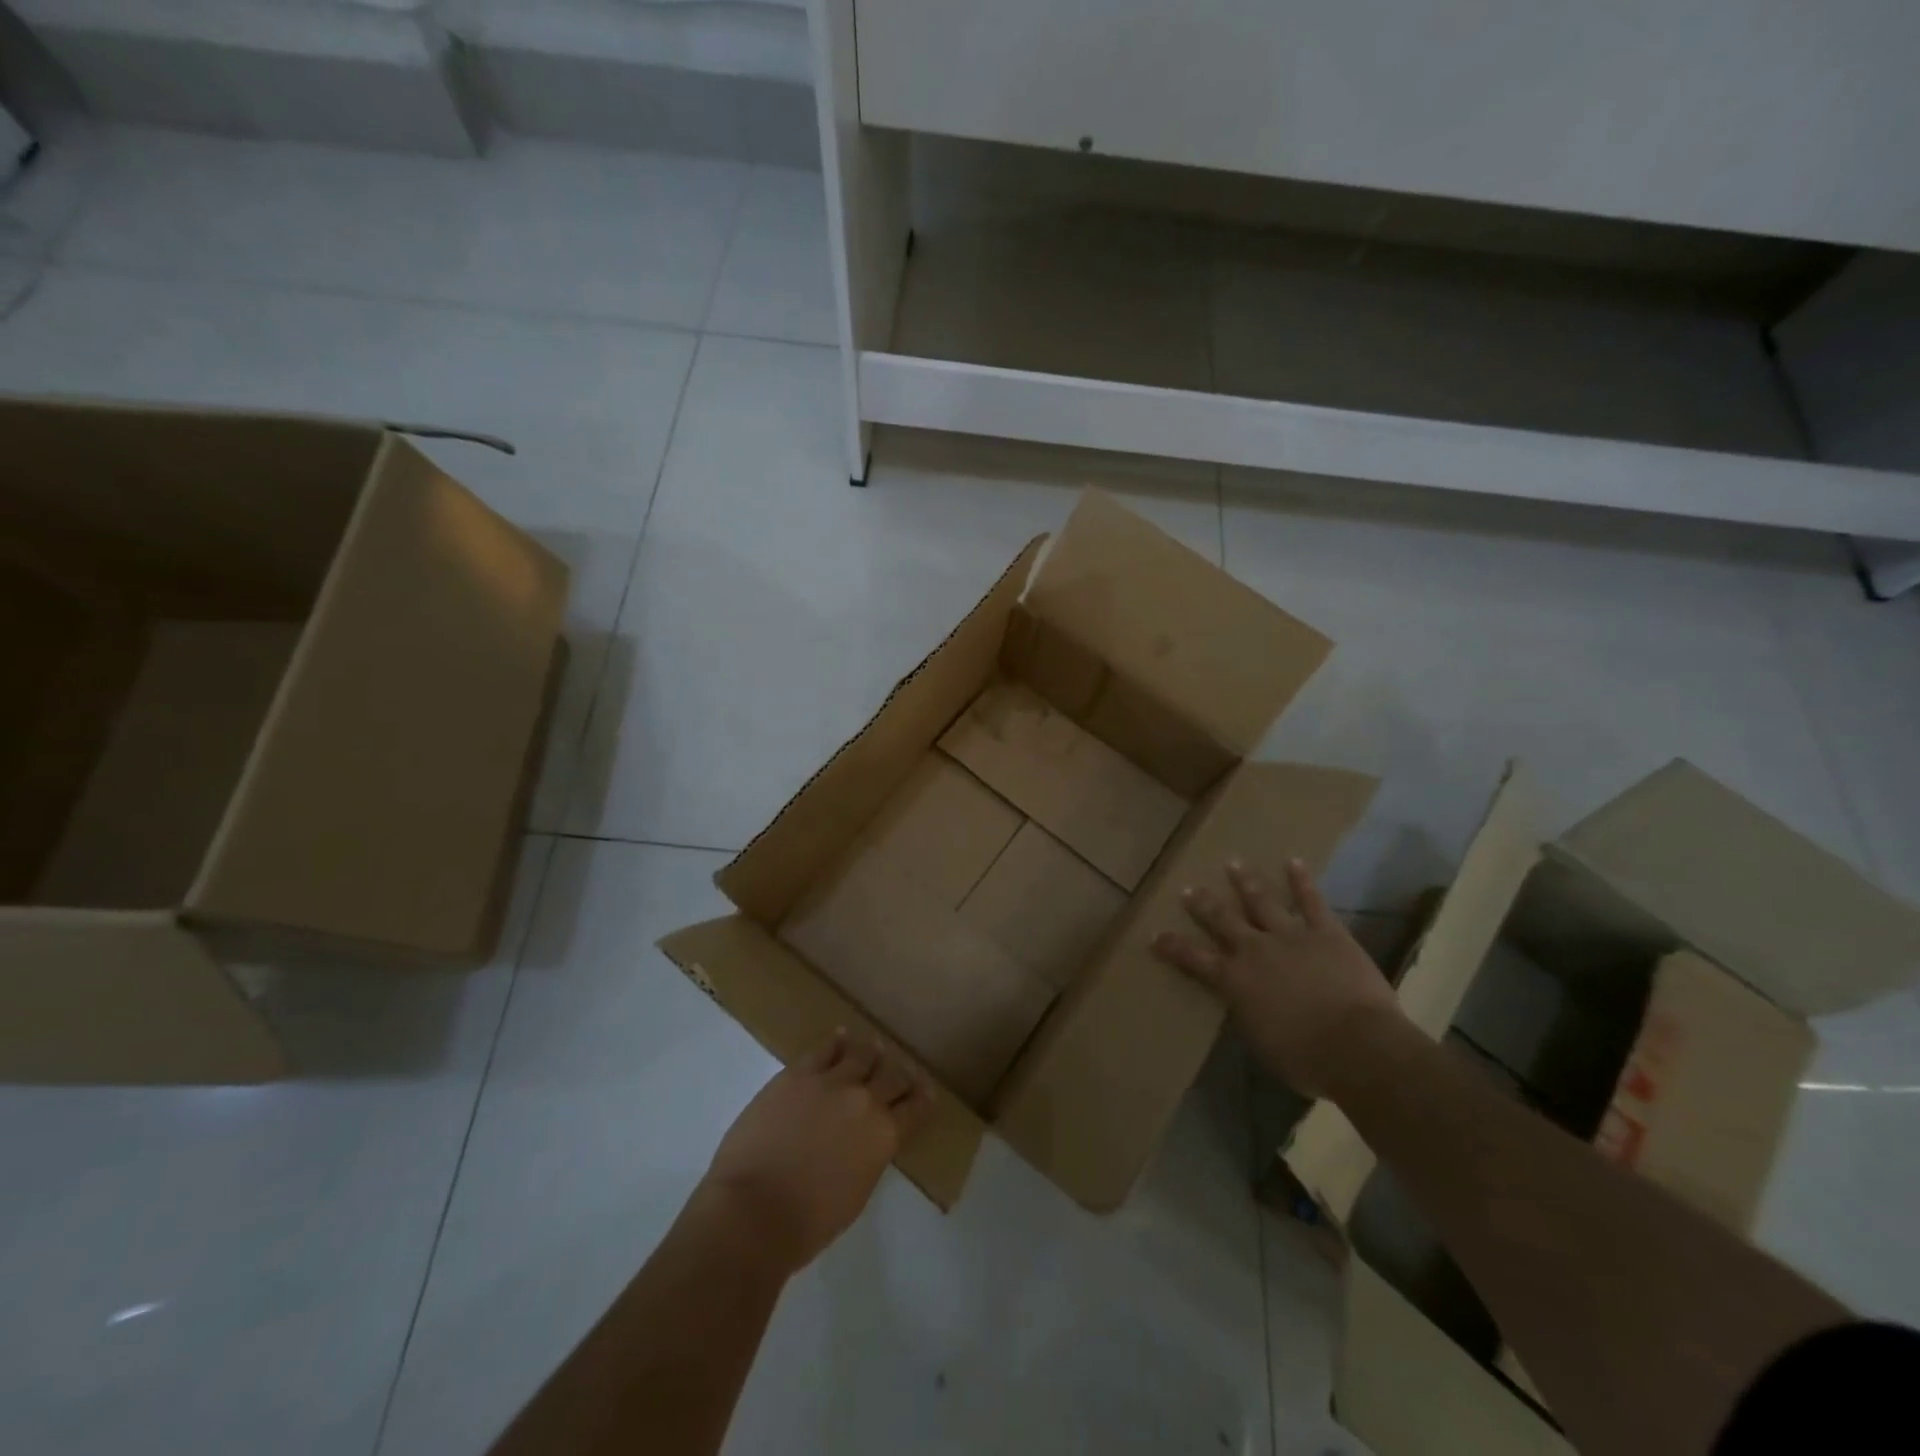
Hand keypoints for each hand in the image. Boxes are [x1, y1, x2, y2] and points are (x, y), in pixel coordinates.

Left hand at [699, 1031, 929, 1274]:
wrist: (753, 1209)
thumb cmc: (807, 1222)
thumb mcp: (856, 1193)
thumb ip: (868, 1156)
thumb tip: (866, 1139)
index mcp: (884, 1135)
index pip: (915, 1108)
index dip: (923, 1097)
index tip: (926, 1090)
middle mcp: (865, 1100)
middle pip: (892, 1075)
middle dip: (900, 1074)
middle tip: (901, 1071)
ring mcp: (831, 1082)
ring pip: (860, 1055)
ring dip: (870, 1053)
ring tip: (874, 1047)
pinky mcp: (798, 1074)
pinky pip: (824, 1049)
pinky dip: (836, 1042)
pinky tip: (840, 1036)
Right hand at [1153, 859, 1402, 1098]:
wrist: (1357, 1046)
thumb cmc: (1306, 1059)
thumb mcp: (1262, 1042)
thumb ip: (1249, 1014)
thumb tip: (1245, 1004)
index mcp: (1234, 981)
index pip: (1194, 959)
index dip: (1173, 946)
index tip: (1156, 935)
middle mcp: (1255, 950)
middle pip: (1222, 920)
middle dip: (1204, 904)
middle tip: (1189, 888)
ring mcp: (1290, 936)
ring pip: (1261, 901)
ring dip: (1245, 882)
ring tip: (1233, 863)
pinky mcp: (1326, 933)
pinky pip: (1311, 902)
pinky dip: (1301, 881)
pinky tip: (1293, 862)